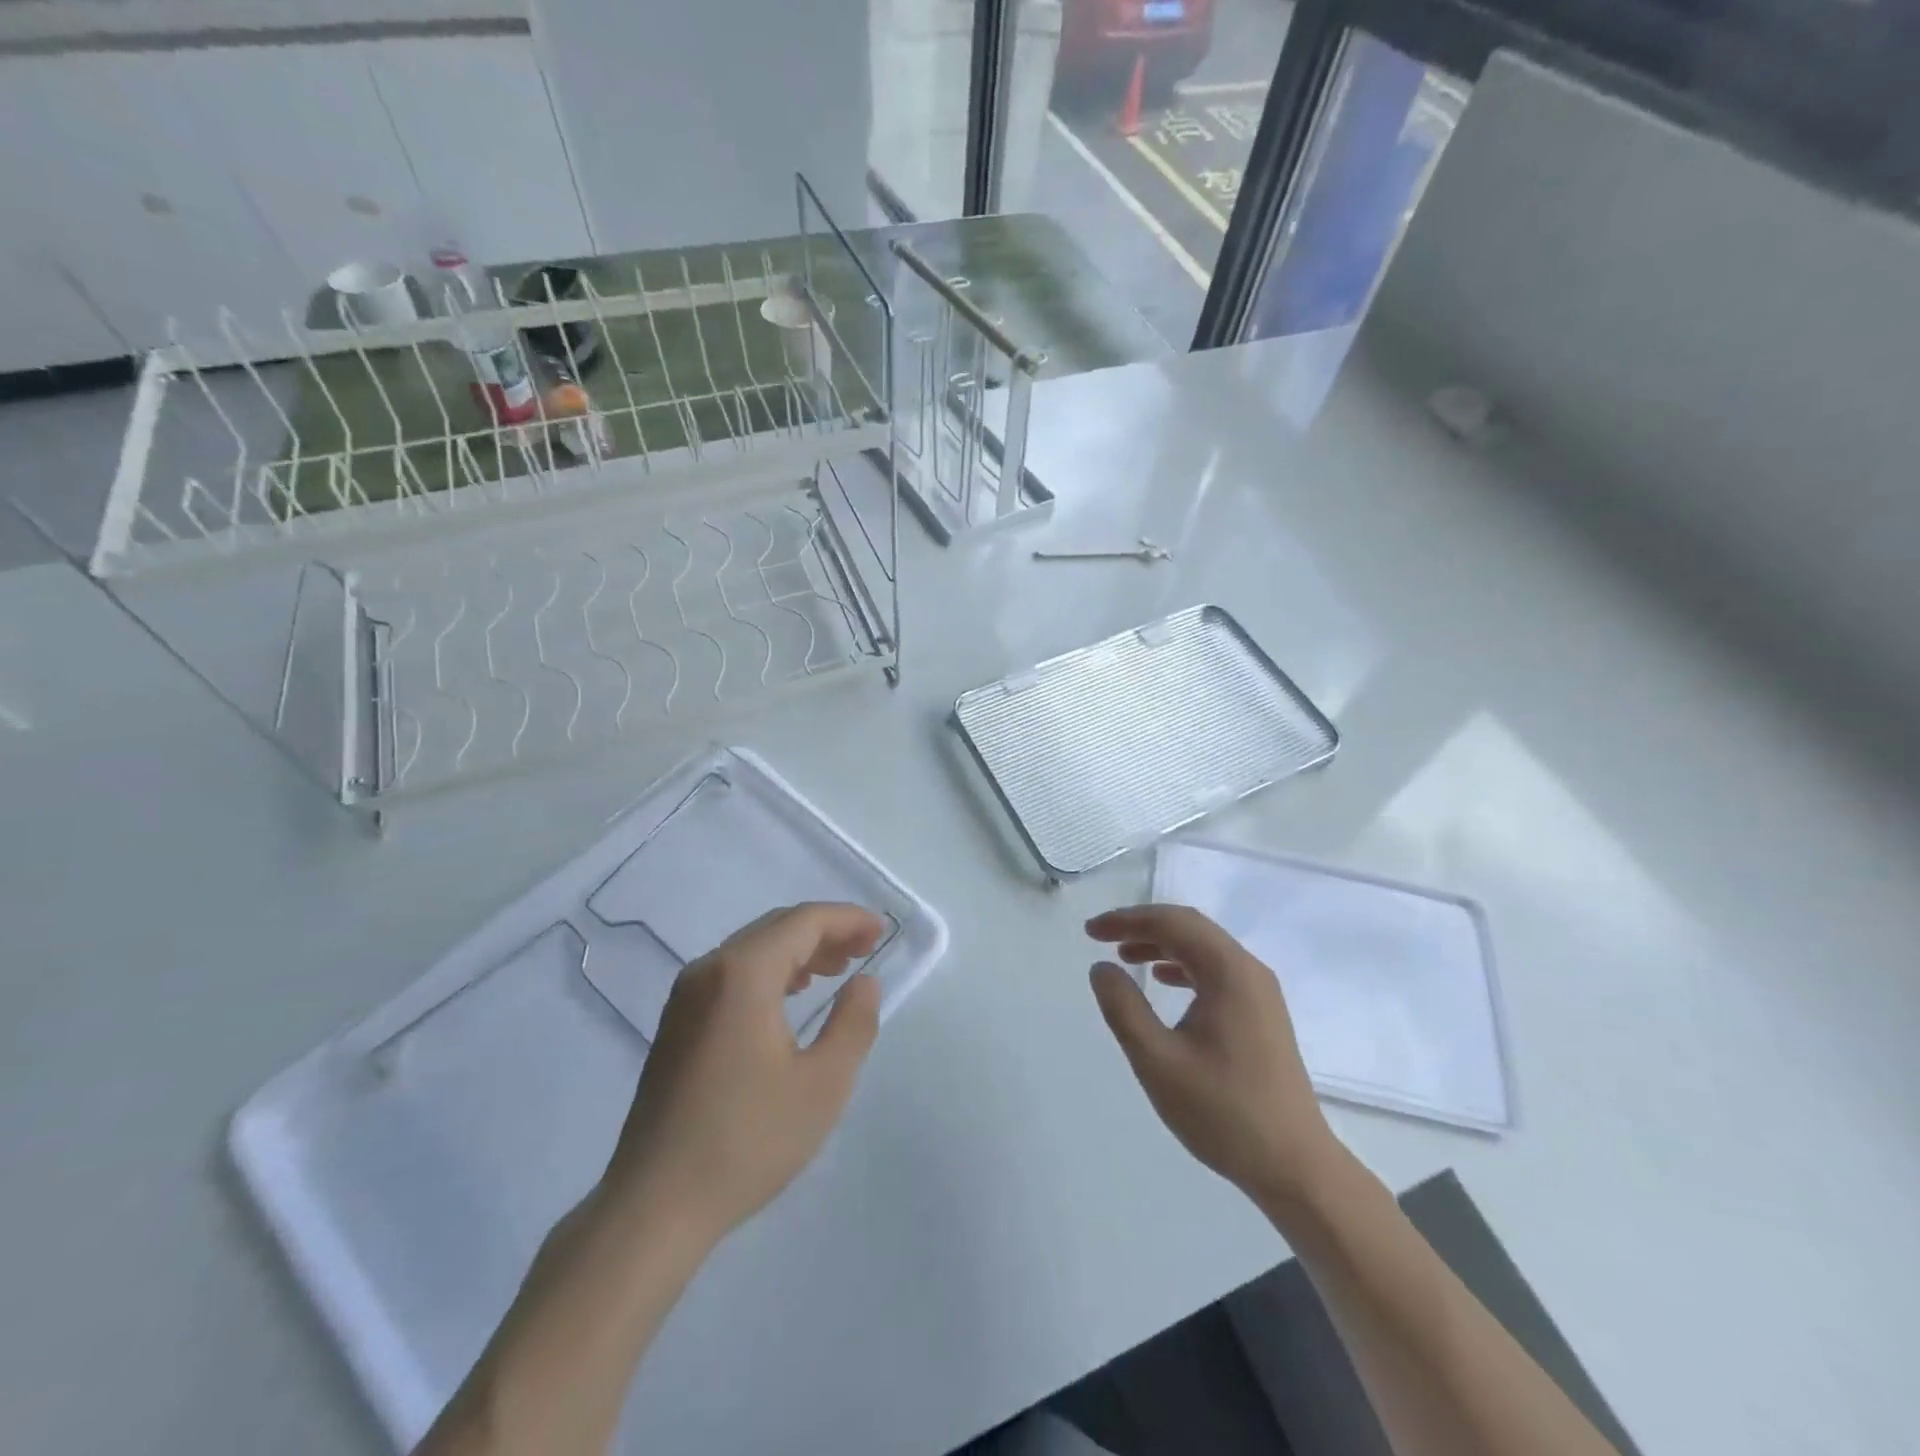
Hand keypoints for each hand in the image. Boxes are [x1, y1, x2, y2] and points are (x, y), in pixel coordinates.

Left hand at [601, 902, 884, 1247]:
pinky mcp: (677, 1022)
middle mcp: (709, 970)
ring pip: (753, 950)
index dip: (847, 919)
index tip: (882, 930)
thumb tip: (864, 982)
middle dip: (825, 931)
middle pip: (776, 928)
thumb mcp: (823, 1084)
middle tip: (866, 948)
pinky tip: (790, 996)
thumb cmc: (747, 1141)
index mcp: (743, 974)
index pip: (803, 921)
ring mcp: (686, 995)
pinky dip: (771, 971)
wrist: (655, 1205)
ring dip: (799, 950)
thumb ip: (853, 1022)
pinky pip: (732, 974)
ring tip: (837, 969)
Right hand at [1087, 904, 1338, 1205]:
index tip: (1090, 931)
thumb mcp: (1158, 1061)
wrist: (1294, 1166)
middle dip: (1143, 925)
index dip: (1127, 920)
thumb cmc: (1223, 1112)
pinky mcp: (1262, 1013)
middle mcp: (1249, 971)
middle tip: (1101, 937)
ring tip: (1124, 955)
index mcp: (1228, 972)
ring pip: (1204, 948)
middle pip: (1190, 927)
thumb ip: (1124, 1008)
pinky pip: (1216, 970)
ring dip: (1162, 944)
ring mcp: (1260, 992)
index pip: (1172, 923)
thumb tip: (1101, 968)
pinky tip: (1162, 980)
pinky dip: (1183, 965)